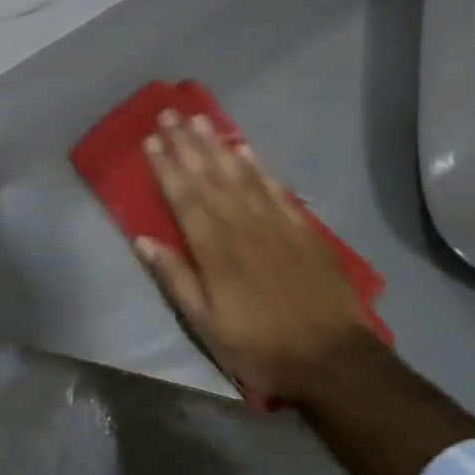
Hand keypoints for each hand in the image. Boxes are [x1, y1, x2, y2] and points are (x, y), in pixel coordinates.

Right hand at [138, 111, 372, 402]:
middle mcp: (242, 226)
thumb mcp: (206, 324)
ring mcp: (276, 224)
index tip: (151, 140)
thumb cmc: (260, 346)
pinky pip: (277, 189)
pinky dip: (260, 168)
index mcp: (214, 249)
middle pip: (210, 177)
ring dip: (218, 145)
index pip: (184, 197)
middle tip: (170, 114)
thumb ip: (175, 278)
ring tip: (201, 119)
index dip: (166, 167)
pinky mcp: (303, 230)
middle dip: (187, 144)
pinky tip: (247, 150)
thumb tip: (142, 239)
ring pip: (241, 175)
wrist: (333, 360)